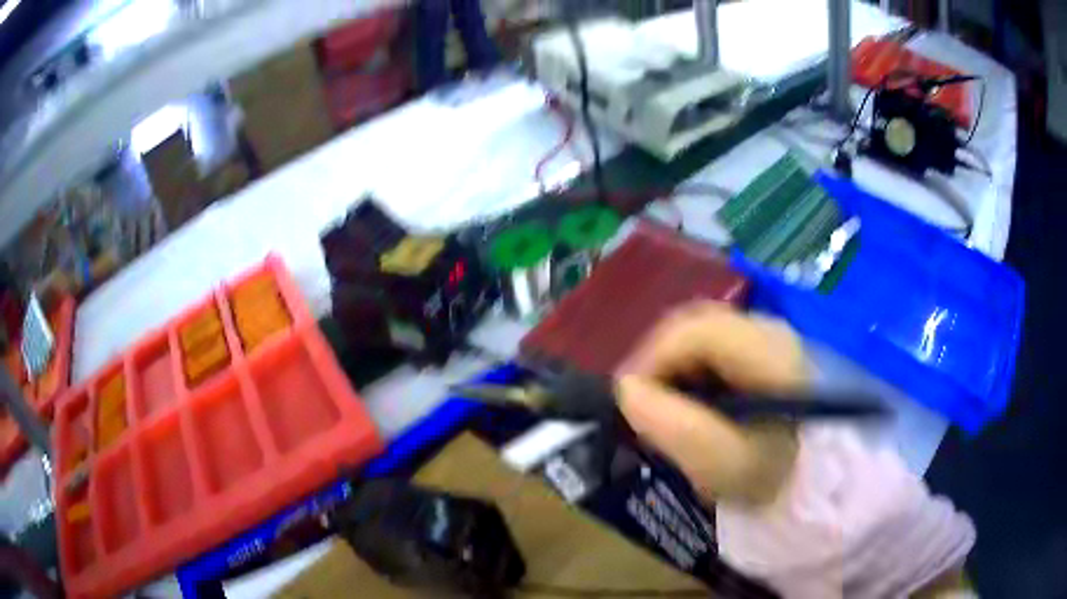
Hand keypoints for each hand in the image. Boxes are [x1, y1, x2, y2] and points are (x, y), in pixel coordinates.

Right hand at [615, 301, 808, 505]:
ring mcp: (768, 337)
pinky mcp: (763, 351)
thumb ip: (675, 428)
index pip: (695, 330)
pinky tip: (692, 402)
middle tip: (641, 405)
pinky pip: (714, 347)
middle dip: (659, 362)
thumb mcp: (725, 464)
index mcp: (768, 351)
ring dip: (674, 367)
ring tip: (663, 407)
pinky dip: (692, 371)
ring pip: (701, 335)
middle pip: (695, 325)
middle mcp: (768, 329)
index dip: (652, 358)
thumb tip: (627, 391)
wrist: (818, 481)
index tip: (628, 400)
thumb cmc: (775, 478)